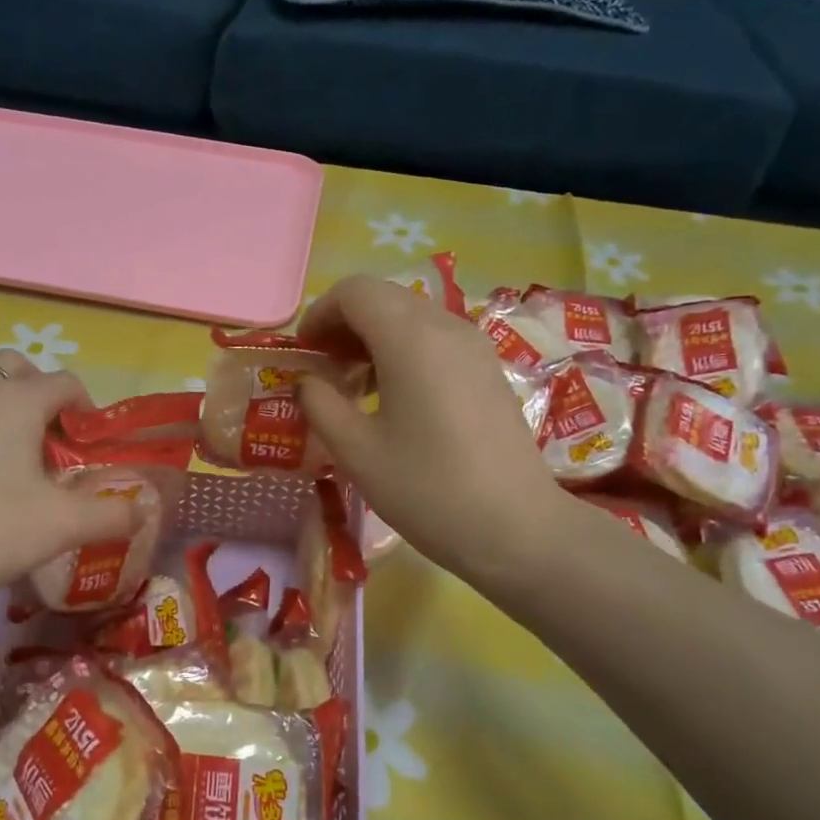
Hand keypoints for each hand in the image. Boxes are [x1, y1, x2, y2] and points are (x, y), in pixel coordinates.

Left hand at [0, 352, 141, 607]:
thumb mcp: (62, 526)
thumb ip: (111, 514)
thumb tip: (145, 510)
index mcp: (15, 399)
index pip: (63, 382)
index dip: (85, 408)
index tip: (89, 445)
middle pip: (12, 365)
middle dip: (37, 390)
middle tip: (46, 437)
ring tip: (3, 437)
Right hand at [296, 277, 573, 585]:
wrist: (515, 527)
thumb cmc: (426, 488)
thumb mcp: (356, 451)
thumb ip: (320, 405)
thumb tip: (307, 382)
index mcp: (410, 338)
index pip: (355, 291)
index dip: (320, 313)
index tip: (304, 352)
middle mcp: (446, 327)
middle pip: (384, 297)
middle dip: (344, 324)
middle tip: (323, 369)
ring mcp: (474, 347)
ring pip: (411, 316)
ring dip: (373, 338)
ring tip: (354, 387)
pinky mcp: (488, 370)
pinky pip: (436, 339)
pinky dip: (403, 351)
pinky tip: (394, 398)